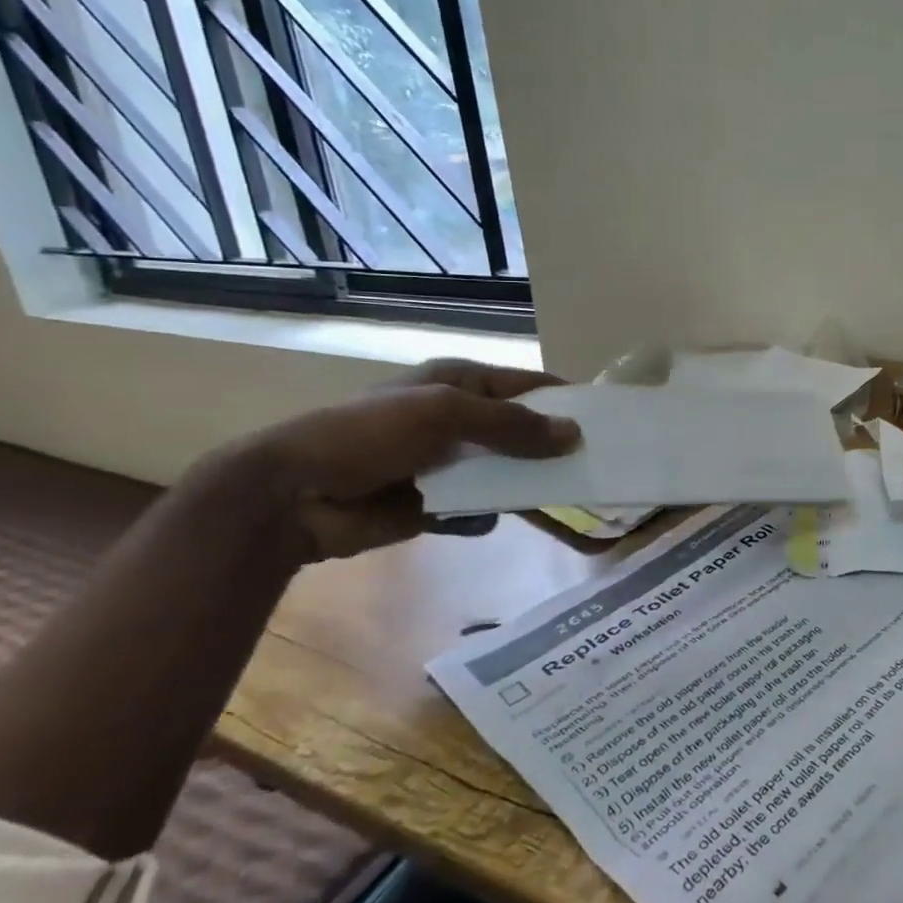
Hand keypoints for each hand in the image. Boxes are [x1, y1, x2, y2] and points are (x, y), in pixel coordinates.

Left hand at [218, 359, 580, 562]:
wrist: (293, 495)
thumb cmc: (369, 434)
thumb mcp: (445, 414)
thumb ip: (511, 425)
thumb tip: (574, 435)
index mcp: (462, 383)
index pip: (529, 387)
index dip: (567, 401)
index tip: (610, 421)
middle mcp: (461, 420)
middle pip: (524, 432)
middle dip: (556, 448)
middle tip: (601, 466)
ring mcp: (450, 464)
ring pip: (508, 473)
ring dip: (532, 486)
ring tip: (573, 501)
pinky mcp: (437, 504)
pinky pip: (480, 508)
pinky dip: (494, 513)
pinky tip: (501, 519)